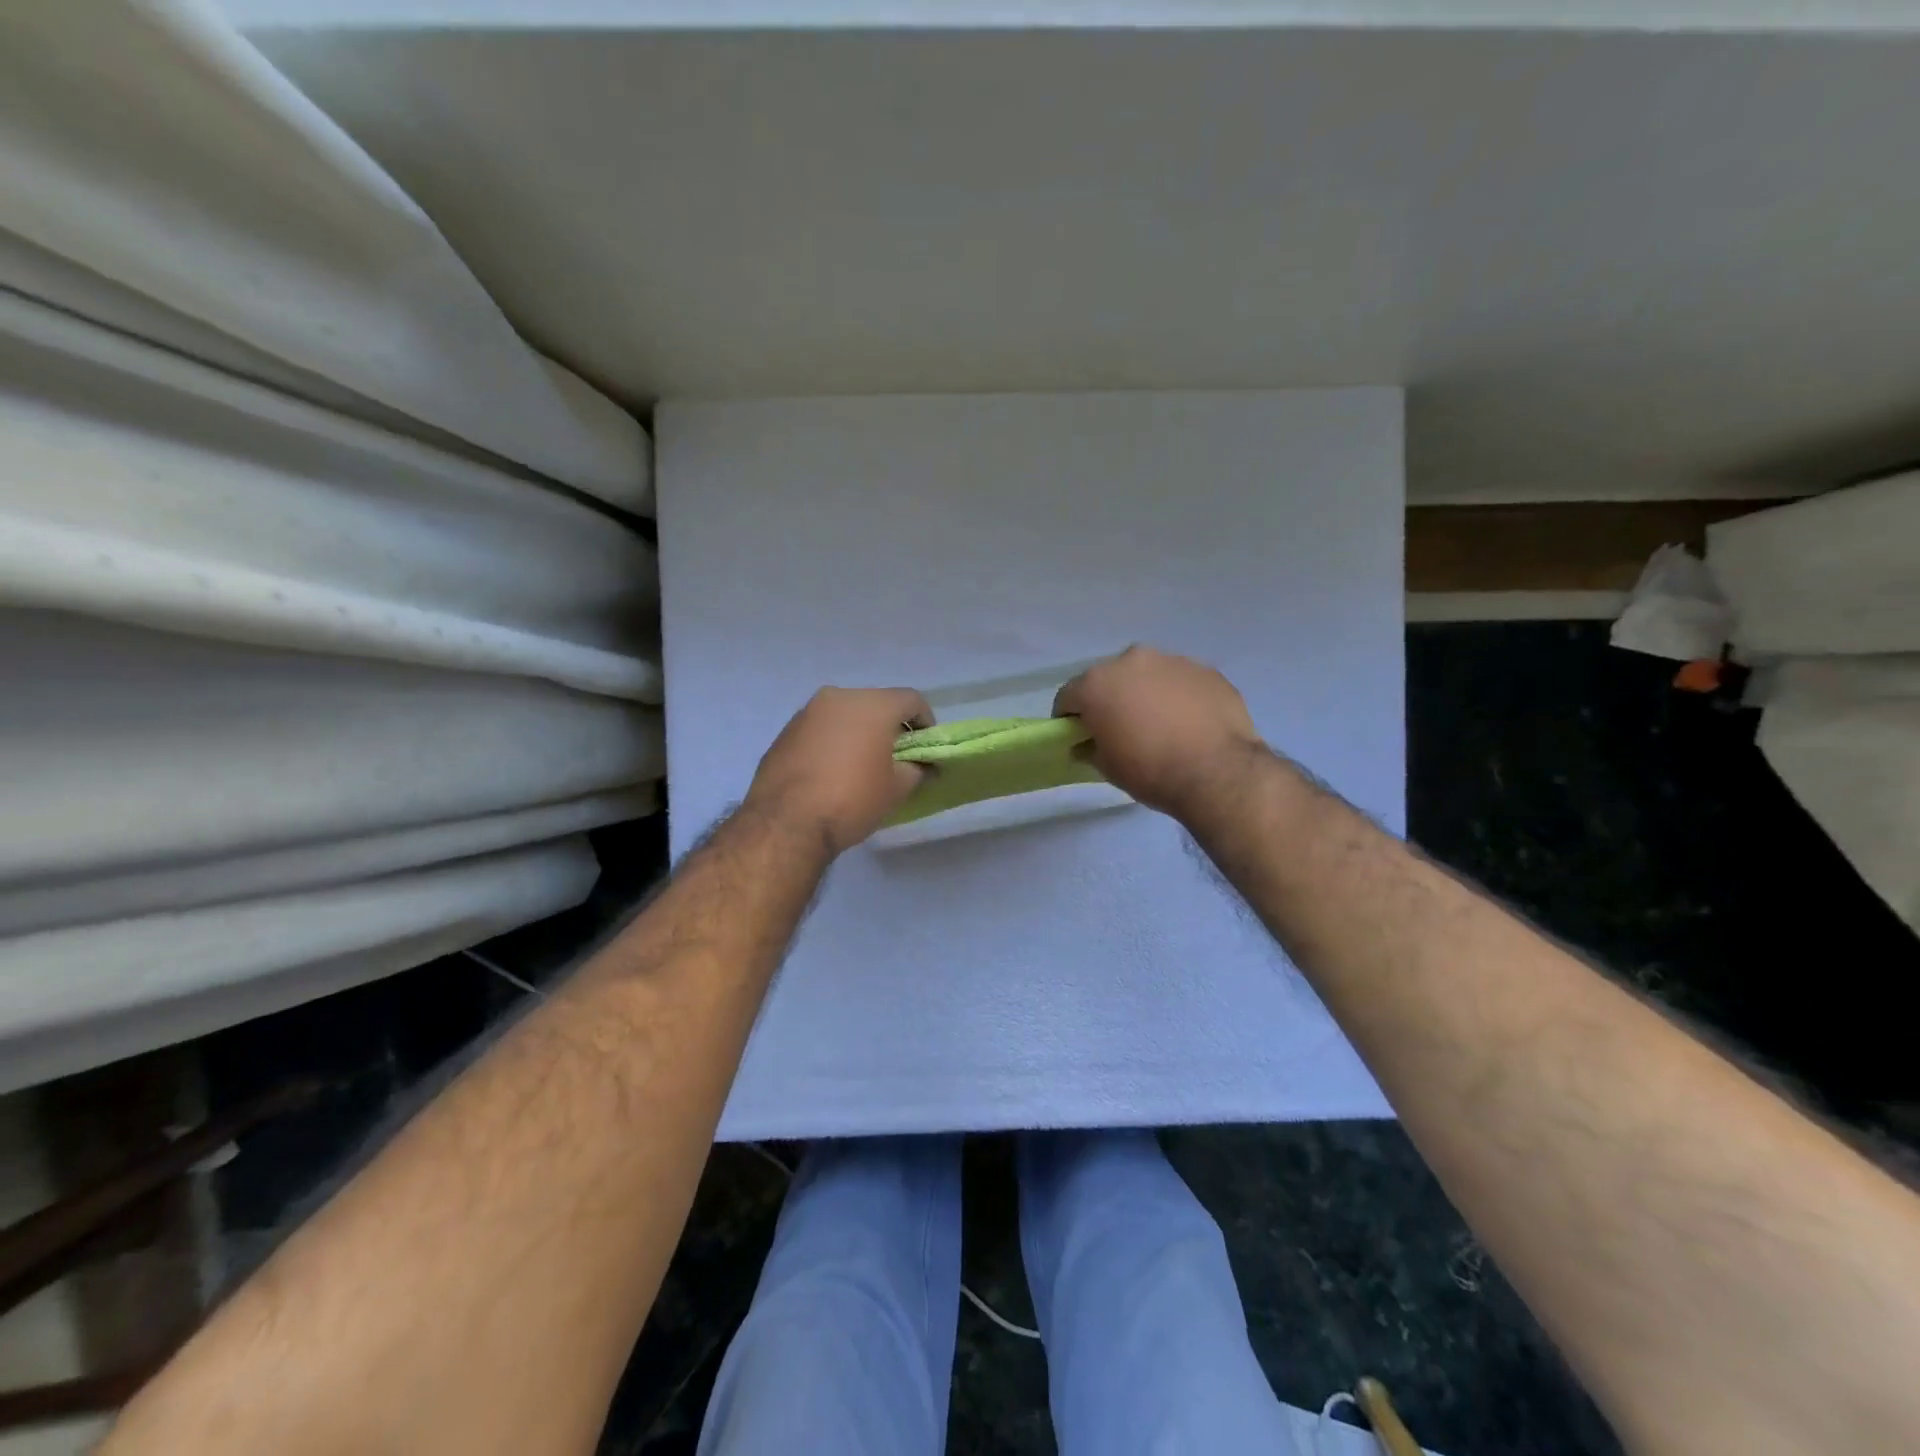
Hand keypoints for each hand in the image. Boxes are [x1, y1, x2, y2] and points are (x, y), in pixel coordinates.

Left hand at [746, 687, 932, 855]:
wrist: (786, 823)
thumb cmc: (852, 800)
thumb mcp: (897, 789)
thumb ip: (918, 770)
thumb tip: (925, 766)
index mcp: (872, 704)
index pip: (911, 700)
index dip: (926, 722)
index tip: (926, 747)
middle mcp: (839, 697)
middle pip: (876, 704)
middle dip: (889, 727)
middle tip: (895, 758)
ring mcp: (807, 712)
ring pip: (845, 715)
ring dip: (858, 733)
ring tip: (861, 766)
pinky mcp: (785, 732)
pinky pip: (820, 729)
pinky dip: (832, 742)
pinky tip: (831, 773)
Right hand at [1053, 646, 1263, 818]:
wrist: (1218, 772)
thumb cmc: (1150, 770)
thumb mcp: (1107, 767)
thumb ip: (1089, 748)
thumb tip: (1085, 744)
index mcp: (1097, 683)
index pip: (1068, 696)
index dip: (1069, 718)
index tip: (1078, 737)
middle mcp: (1131, 661)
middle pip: (1109, 679)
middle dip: (1110, 700)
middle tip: (1121, 729)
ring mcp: (1172, 661)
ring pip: (1147, 676)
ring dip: (1145, 694)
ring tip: (1160, 725)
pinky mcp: (1206, 669)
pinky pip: (1180, 681)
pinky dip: (1178, 696)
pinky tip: (1189, 723)